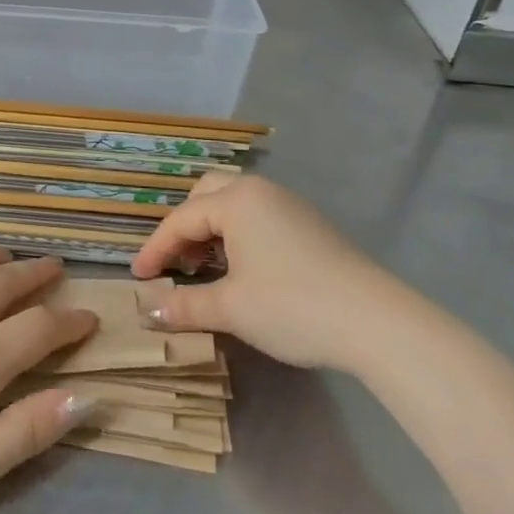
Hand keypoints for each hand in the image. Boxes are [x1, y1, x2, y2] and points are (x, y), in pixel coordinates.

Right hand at [131, 175, 417, 373]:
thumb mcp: (232, 308)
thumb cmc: (293, 306)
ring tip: (203, 267)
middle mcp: (260, 191)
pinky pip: (258, 217)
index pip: (181, 220)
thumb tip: (148, 308)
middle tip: (174, 262)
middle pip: (207, 194)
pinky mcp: (310, 225)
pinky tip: (242, 269)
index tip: (138, 277)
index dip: (155, 249)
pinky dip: (237, 235)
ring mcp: (289, 205)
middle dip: (183, 226)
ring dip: (211, 230)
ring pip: (234, 204)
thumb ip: (185, 304)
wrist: (376, 322)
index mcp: (236, 200)